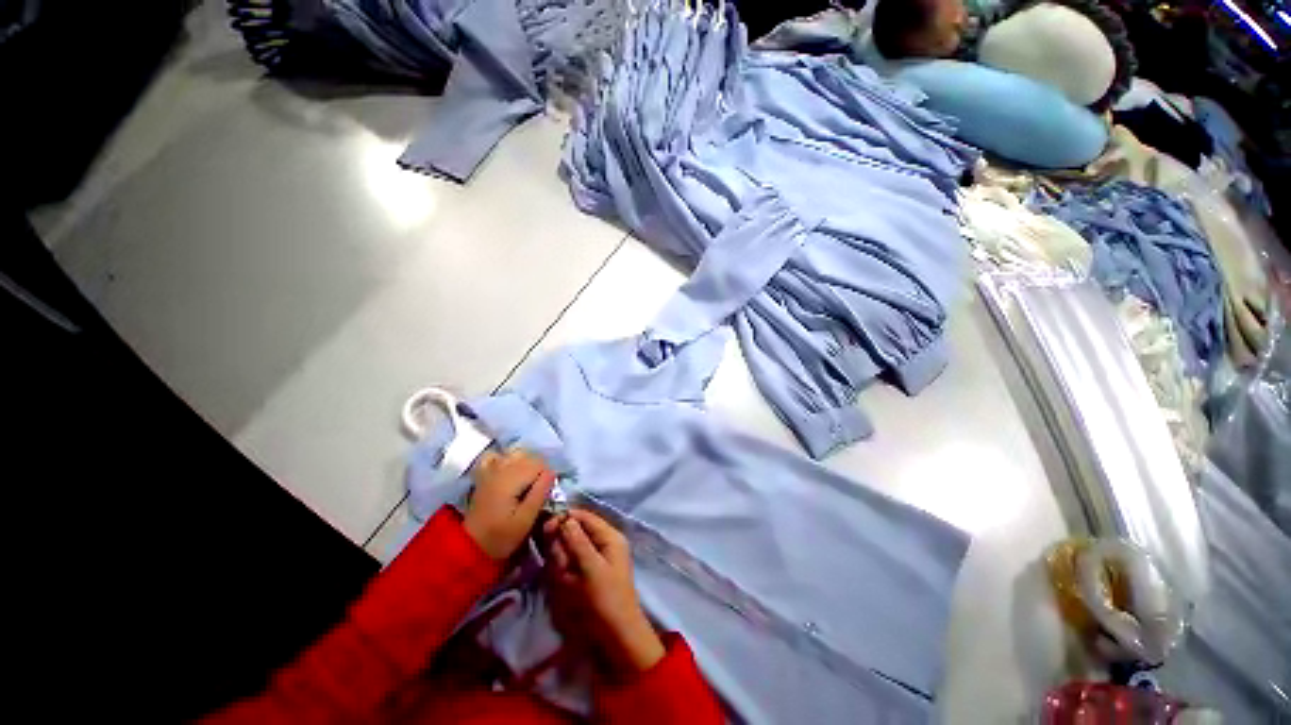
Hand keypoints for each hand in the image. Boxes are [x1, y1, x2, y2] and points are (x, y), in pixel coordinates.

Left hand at [463, 449, 555, 559]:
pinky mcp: (484, 474)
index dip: (547, 476)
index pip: (539, 463)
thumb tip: (552, 472)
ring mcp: (490, 470)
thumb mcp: (525, 520)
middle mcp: (500, 468)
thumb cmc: (501, 536)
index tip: (546, 493)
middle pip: (530, 456)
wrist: (471, 546)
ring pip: (516, 454)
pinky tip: (511, 472)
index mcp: (511, 479)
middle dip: (539, 470)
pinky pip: (496, 456)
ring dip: (526, 464)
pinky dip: (506, 459)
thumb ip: (540, 493)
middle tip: (538, 491)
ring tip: (527, 483)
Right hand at [544, 509, 664, 674]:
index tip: (546, 526)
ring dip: (563, 561)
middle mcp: (603, 543)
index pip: (585, 517)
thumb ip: (576, 541)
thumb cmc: (606, 599)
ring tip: (565, 579)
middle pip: (576, 532)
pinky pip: (571, 565)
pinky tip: (565, 584)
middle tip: (560, 564)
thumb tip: (564, 518)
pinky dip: (564, 572)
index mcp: (609, 537)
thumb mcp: (591, 567)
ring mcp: (595, 559)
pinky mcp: (587, 575)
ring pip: (570, 549)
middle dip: (563, 545)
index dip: (566, 518)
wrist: (616, 636)